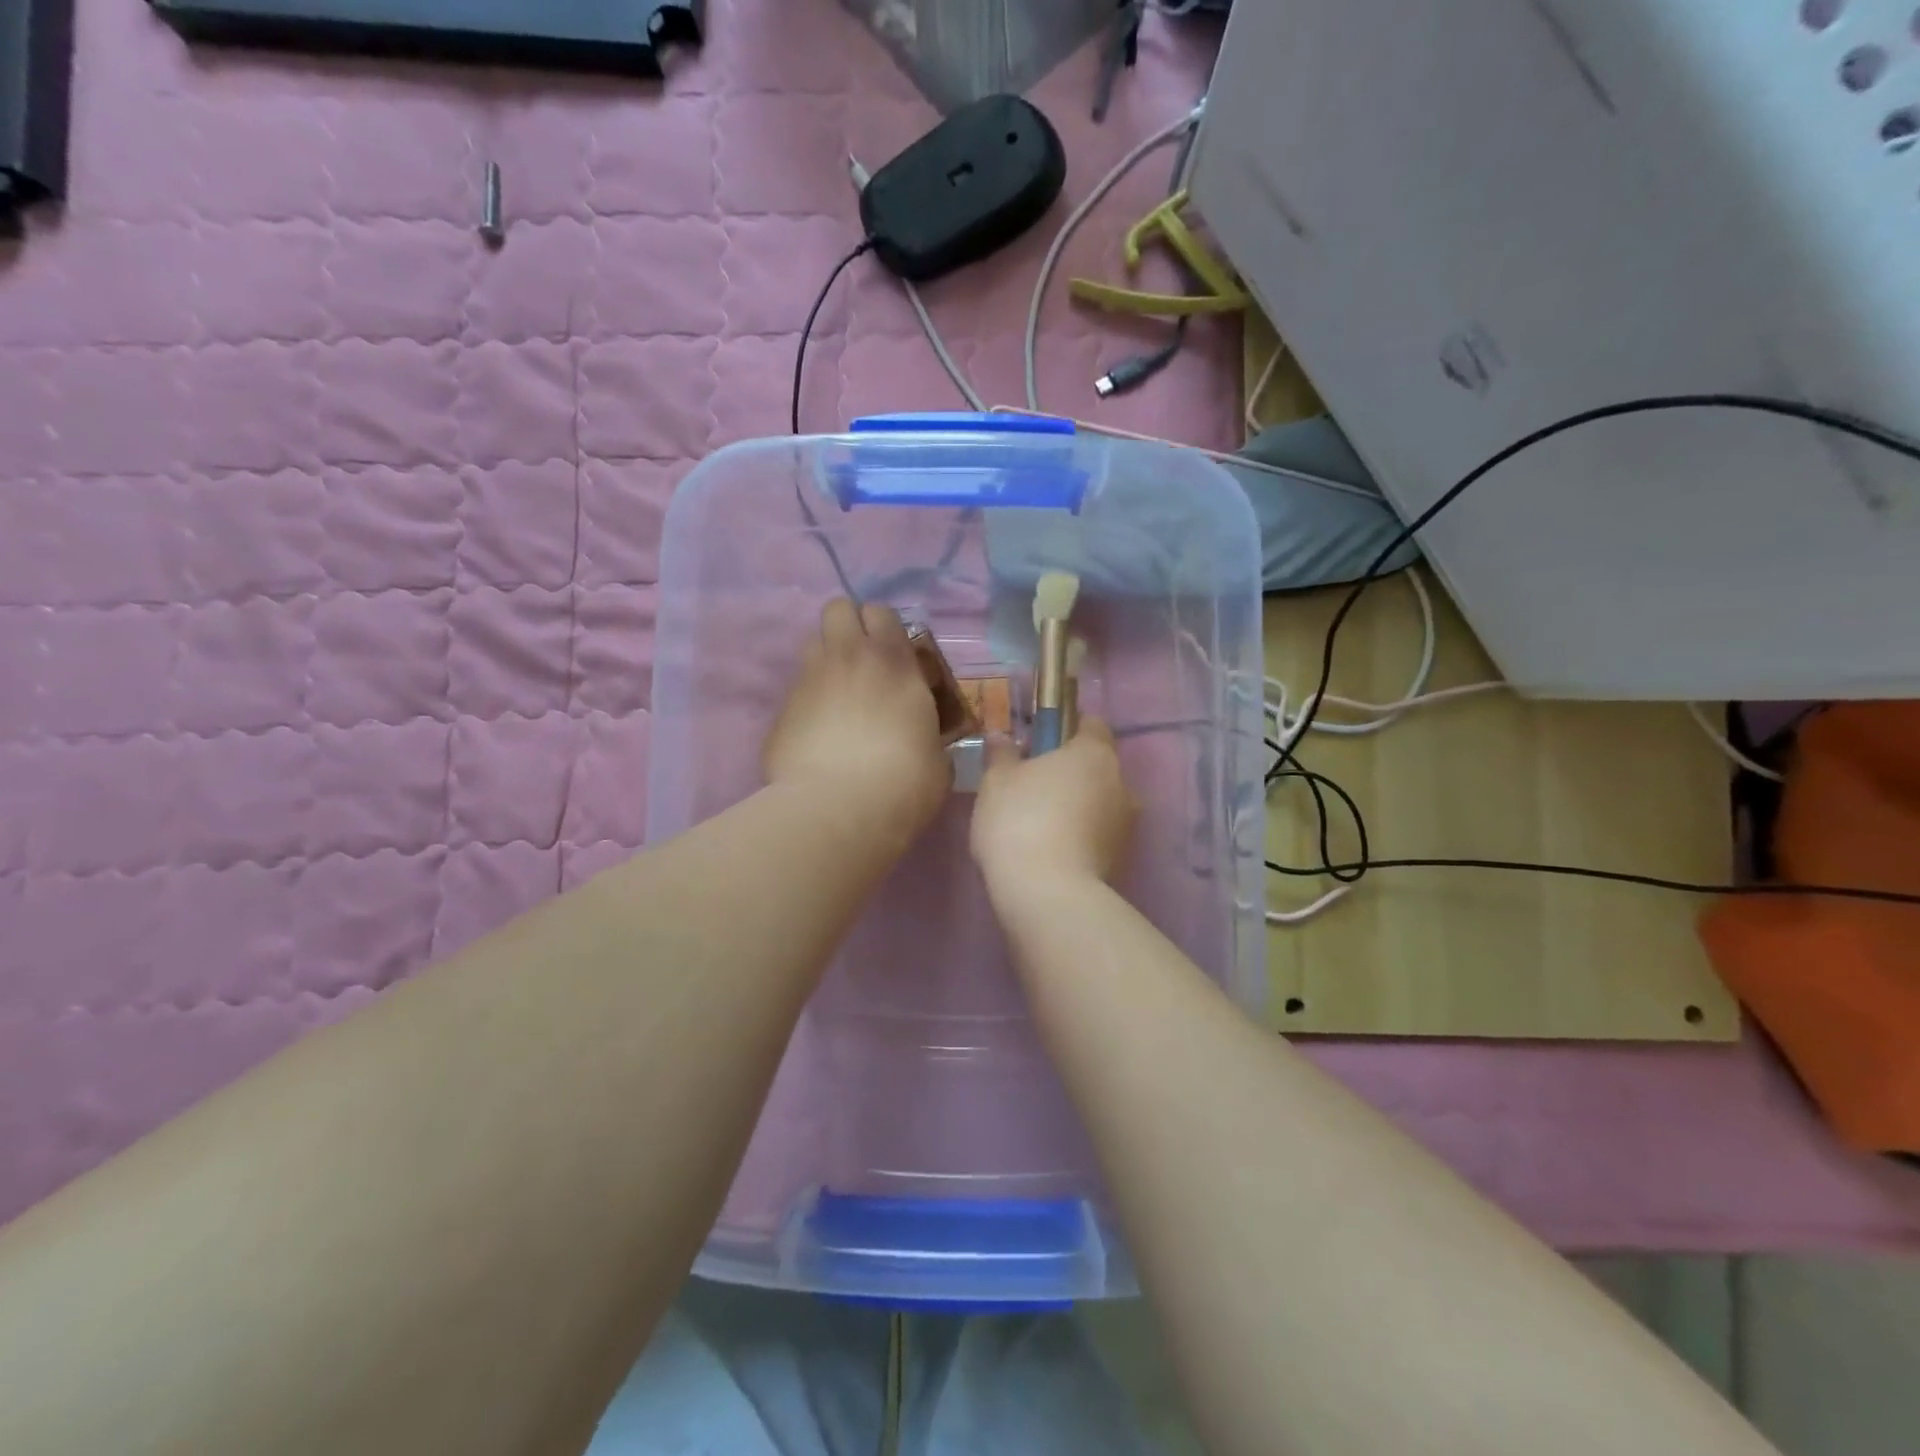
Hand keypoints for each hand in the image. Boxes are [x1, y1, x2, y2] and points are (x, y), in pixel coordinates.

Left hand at [764, 600, 950, 840]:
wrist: (840, 810)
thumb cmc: (905, 781)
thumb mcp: (937, 754)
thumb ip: (927, 730)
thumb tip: (923, 737)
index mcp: (892, 661)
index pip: (881, 611)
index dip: (885, 628)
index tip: (896, 656)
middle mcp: (846, 658)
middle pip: (837, 608)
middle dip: (848, 627)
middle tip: (863, 663)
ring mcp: (808, 681)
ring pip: (811, 644)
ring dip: (826, 660)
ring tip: (838, 696)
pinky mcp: (780, 711)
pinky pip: (796, 690)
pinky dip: (808, 703)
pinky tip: (818, 735)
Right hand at [971, 719, 1135, 899]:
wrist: (1048, 895)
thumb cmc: (1020, 821)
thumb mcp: (996, 781)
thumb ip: (1002, 754)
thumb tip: (1003, 737)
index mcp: (1095, 753)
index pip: (1090, 724)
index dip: (1065, 728)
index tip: (1037, 742)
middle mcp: (1121, 783)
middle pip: (1096, 766)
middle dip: (1069, 772)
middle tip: (1031, 786)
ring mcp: (1127, 825)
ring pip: (1099, 803)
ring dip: (1077, 807)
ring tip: (1039, 826)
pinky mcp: (1122, 860)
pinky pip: (1098, 836)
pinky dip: (1080, 837)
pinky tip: (1050, 852)